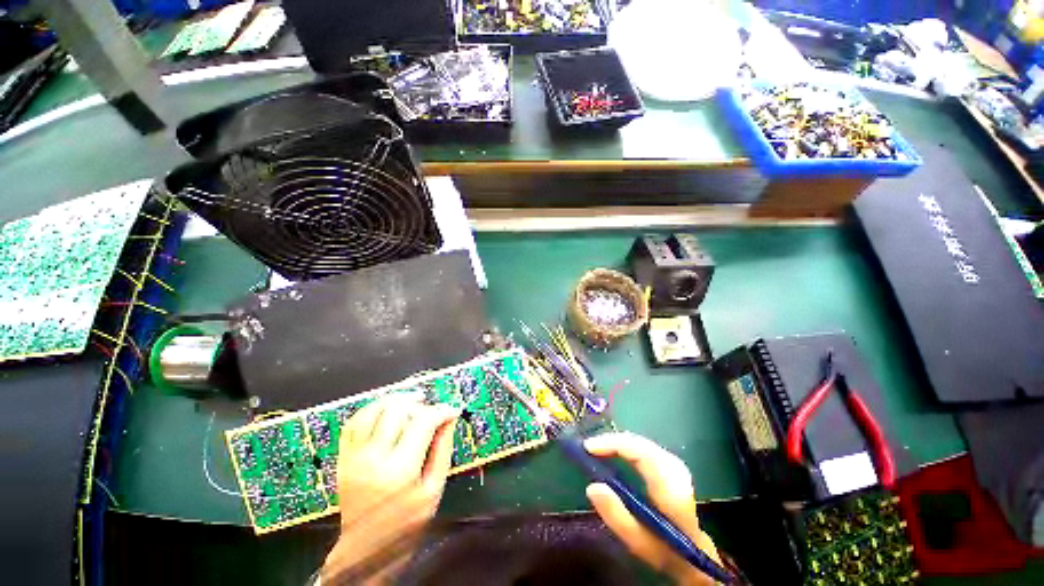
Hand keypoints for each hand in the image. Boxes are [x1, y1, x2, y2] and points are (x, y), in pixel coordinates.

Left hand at [321, 394, 459, 584]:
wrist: (364, 550)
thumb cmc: (405, 523)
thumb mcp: (434, 489)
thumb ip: (443, 449)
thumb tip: (450, 417)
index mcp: (400, 470)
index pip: (423, 422)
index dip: (441, 410)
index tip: (451, 410)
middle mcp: (373, 459)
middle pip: (397, 410)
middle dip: (418, 402)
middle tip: (430, 408)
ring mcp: (353, 457)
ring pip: (373, 410)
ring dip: (395, 399)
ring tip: (411, 400)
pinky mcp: (342, 458)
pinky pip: (353, 422)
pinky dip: (371, 408)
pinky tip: (386, 409)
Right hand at [584, 432, 721, 585]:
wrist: (692, 553)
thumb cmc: (663, 549)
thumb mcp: (637, 541)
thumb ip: (616, 515)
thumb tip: (592, 486)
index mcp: (670, 489)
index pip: (641, 453)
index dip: (613, 444)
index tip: (589, 447)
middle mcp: (675, 470)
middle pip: (639, 443)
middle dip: (611, 441)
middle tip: (589, 448)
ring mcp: (675, 464)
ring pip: (641, 442)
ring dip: (617, 442)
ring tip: (597, 449)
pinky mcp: (670, 463)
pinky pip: (643, 446)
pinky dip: (625, 446)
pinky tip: (613, 451)